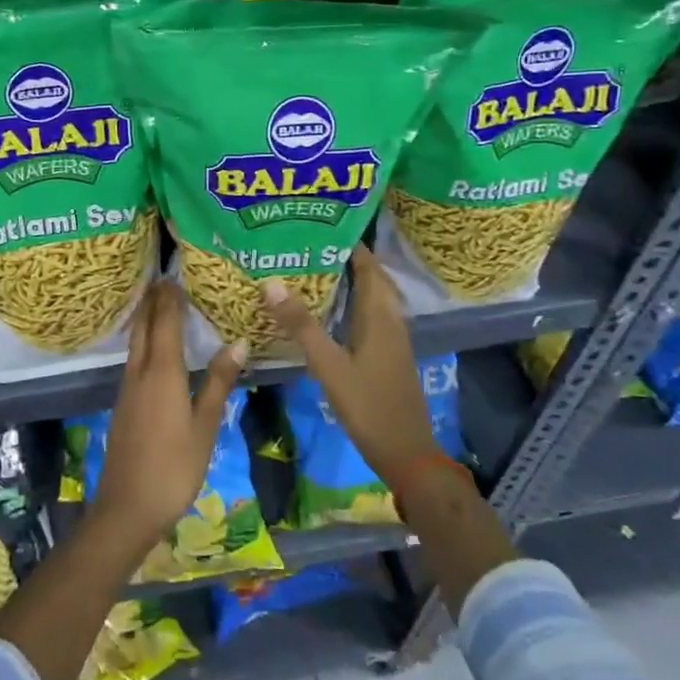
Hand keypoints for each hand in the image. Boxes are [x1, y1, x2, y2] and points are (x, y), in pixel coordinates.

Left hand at [91, 280, 245, 559]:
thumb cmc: (174, 466)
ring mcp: (127, 388)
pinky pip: (133, 358)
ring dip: (146, 318)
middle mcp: (140, 372)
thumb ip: (218, 382)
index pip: (165, 321)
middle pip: (144, 326)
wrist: (127, 507)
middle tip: (164, 278)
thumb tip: (238, 342)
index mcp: (161, 372)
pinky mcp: (124, 403)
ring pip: (135, 341)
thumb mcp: (205, 426)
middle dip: (153, 300)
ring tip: (159, 303)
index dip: (170, 296)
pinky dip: (143, 341)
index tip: (175, 272)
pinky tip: (152, 348)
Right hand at [261, 245, 437, 486]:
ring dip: (350, 281)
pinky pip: (371, 316)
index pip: (368, 266)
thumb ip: (301, 325)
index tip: (320, 225)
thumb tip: (271, 283)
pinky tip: (330, 312)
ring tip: (314, 270)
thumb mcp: (329, 365)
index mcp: (380, 316)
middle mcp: (390, 321)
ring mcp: (393, 340)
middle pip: (372, 279)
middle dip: (346, 258)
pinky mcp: (388, 356)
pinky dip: (352, 303)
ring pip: (372, 298)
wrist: (407, 454)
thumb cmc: (369, 405)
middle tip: (310, 245)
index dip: (349, 244)